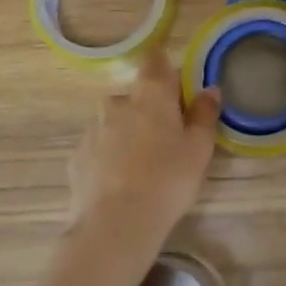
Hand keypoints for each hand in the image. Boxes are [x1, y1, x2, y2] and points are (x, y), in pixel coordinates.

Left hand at [67, 53, 220, 260]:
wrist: (115, 225)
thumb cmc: (167, 179)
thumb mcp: (199, 148)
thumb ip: (205, 114)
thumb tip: (209, 89)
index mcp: (150, 94)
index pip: (155, 60)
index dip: (165, 67)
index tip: (176, 86)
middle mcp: (117, 102)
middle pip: (136, 95)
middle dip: (149, 109)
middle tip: (167, 139)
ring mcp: (92, 129)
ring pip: (115, 121)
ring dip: (128, 133)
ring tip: (143, 166)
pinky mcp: (76, 157)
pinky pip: (99, 147)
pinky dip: (109, 156)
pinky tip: (121, 182)